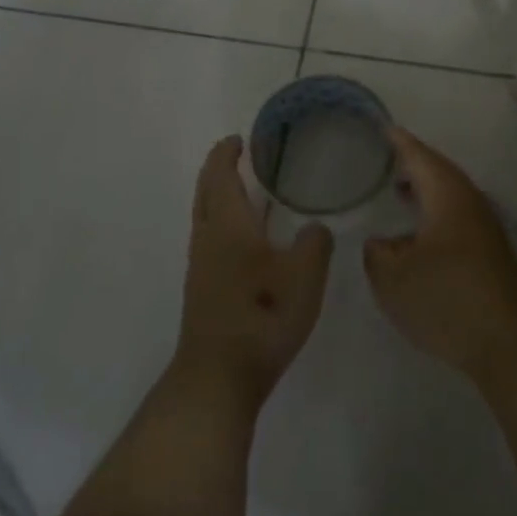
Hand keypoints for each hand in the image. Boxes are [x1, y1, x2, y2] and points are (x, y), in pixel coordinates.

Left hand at [174, 136, 332, 408]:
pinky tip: (249, 239)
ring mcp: (201, 266)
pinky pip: (211, 238)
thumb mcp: (304, 276)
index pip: (220, 175)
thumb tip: (315, 228)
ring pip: (206, 216)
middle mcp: (207, 238)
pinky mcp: (204, 289)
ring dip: (220, 196)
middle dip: (218, 170)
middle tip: (240, 157)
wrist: (218, 376)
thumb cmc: (262, 316)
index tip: (239, 139)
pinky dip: (224, 222)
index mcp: (228, 225)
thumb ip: (315, 243)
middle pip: (205, 192)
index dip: (227, 153)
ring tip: (248, 192)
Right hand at [363, 128, 516, 382]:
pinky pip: (456, 219)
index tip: (384, 128)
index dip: (400, 142)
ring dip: (426, 191)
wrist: (509, 342)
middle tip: (388, 158)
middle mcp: (470, 204)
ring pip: (450, 197)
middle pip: (440, 173)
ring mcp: (485, 230)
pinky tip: (420, 237)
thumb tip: (380, 243)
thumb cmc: (447, 299)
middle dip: (414, 164)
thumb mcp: (393, 278)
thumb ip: (378, 254)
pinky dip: (435, 215)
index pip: (420, 157)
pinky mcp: (491, 255)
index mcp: (447, 196)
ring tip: (399, 191)